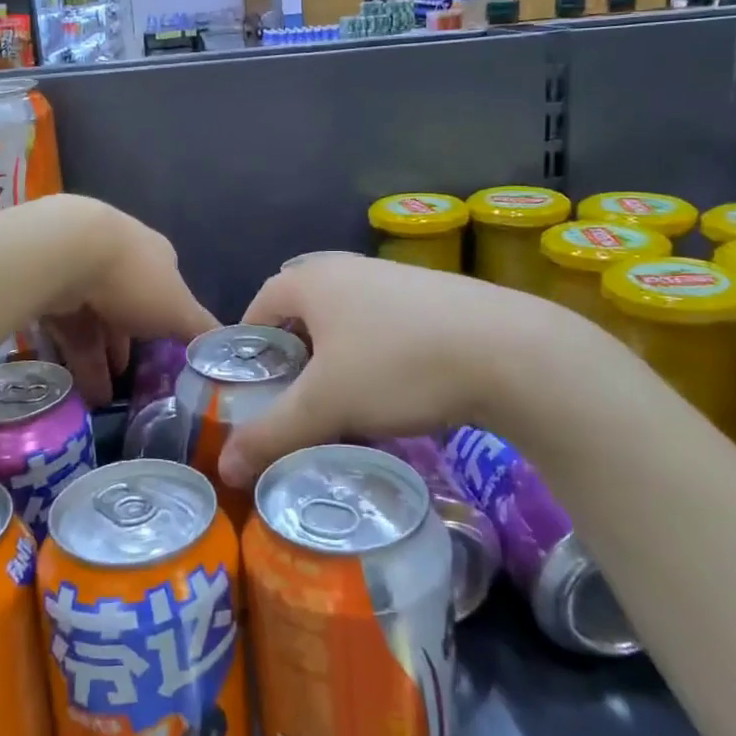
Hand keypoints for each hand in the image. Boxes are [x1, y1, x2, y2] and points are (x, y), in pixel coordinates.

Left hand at [42, 197, 217, 405]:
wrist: (63, 253)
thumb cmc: (133, 279)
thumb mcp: (178, 310)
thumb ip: (199, 329)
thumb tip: (225, 347)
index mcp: (154, 256)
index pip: (165, 290)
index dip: (166, 322)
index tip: (165, 353)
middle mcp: (119, 258)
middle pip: (126, 308)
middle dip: (128, 345)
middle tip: (130, 381)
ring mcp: (80, 270)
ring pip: (94, 322)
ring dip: (99, 360)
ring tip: (102, 399)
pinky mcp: (49, 288)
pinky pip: (66, 329)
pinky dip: (74, 358)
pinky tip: (78, 388)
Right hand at [217, 254, 582, 485]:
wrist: (512, 351)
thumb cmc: (398, 365)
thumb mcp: (326, 404)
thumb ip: (272, 433)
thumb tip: (224, 467)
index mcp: (313, 279)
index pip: (259, 305)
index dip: (248, 346)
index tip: (249, 388)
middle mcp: (348, 267)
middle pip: (302, 313)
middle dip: (292, 356)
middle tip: (291, 400)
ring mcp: (395, 278)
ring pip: (345, 320)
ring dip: (335, 358)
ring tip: (340, 404)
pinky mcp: (434, 296)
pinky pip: (383, 325)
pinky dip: (373, 355)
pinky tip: (393, 391)